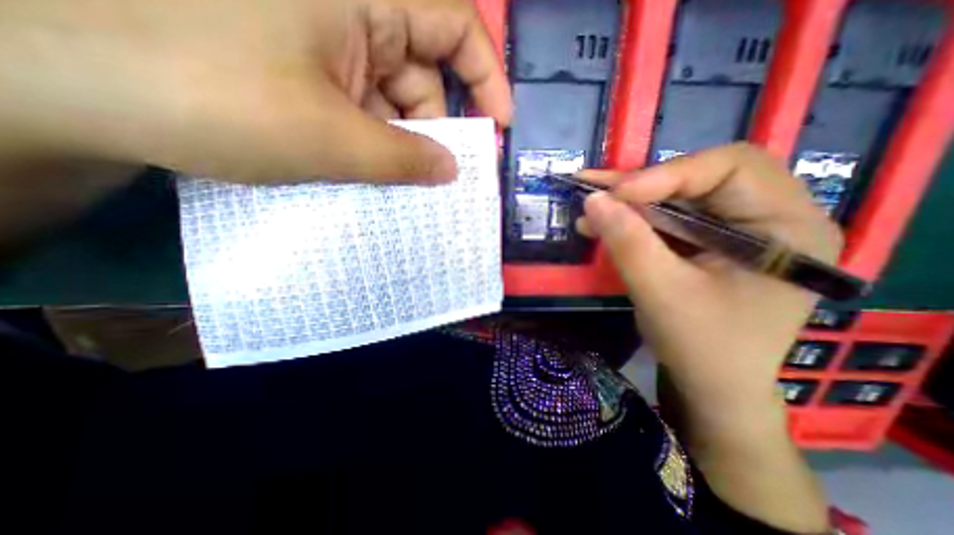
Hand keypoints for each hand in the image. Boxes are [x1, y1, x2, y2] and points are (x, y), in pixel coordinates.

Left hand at [1, 0, 509, 183]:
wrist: (81, 87)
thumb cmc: (215, 99)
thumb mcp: (332, 138)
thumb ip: (405, 158)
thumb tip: (452, 171)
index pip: (456, 24)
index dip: (487, 77)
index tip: (500, 125)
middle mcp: (352, 5)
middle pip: (425, 71)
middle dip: (440, 126)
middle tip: (449, 176)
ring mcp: (330, 39)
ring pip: (396, 97)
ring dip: (407, 142)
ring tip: (409, 185)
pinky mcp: (311, 69)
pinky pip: (368, 108)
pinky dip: (380, 142)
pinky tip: (377, 173)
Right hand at [573, 143, 835, 534]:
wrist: (718, 398)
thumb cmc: (710, 357)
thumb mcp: (666, 297)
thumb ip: (629, 244)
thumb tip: (594, 203)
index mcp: (789, 225)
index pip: (727, 169)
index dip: (664, 176)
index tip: (611, 193)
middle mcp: (766, 217)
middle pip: (699, 174)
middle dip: (644, 180)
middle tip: (592, 187)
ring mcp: (729, 230)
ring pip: (675, 194)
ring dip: (629, 198)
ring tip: (589, 200)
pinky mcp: (699, 244)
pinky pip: (661, 216)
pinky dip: (629, 215)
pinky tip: (602, 219)